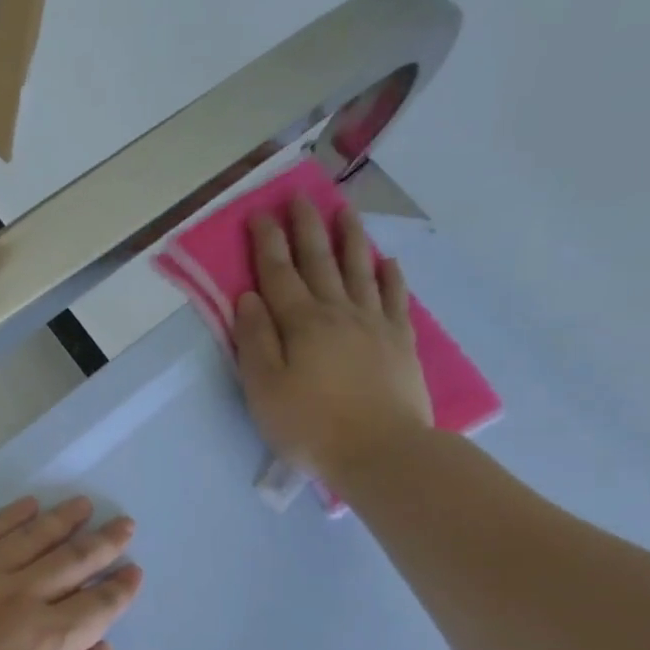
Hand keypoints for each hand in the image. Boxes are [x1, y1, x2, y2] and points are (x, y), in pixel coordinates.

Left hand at [0, 497, 143, 649]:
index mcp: (48, 643)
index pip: (98, 604)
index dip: (121, 587)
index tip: (134, 570)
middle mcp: (16, 600)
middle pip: (71, 561)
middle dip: (104, 542)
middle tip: (124, 523)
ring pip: (28, 539)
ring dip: (61, 520)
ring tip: (82, 505)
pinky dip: (7, 518)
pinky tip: (25, 506)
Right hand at [235, 196, 432, 478]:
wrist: (380, 452)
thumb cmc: (310, 426)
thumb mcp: (263, 389)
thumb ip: (255, 340)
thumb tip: (248, 298)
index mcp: (300, 323)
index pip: (278, 273)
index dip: (268, 242)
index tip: (259, 214)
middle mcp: (338, 312)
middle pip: (320, 261)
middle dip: (306, 227)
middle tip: (299, 197)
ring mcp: (374, 324)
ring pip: (360, 269)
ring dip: (350, 238)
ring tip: (345, 211)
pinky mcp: (401, 342)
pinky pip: (395, 298)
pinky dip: (390, 276)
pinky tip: (387, 261)